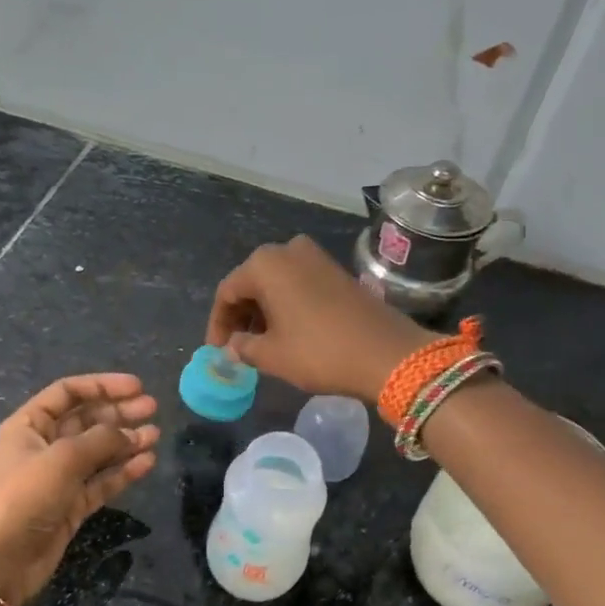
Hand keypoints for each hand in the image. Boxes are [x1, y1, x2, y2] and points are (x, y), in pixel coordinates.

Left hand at [0, 374, 159, 605]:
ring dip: (126, 441)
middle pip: (86, 420)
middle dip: (119, 413)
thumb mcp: (63, 459)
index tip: (137, 387)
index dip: (102, 386)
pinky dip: (123, 471)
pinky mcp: (71, 505)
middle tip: (153, 409)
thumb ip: (101, 439)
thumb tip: (131, 433)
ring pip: (98, 451)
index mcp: (29, 426)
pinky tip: (147, 462)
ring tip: (155, 436)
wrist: (2, 561)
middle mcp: (43, 446)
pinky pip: (102, 481)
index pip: (68, 393)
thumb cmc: (25, 497)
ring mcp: (58, 477)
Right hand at [207, 236, 436, 401]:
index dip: (218, 324)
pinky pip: (299, 284)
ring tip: (261, 344)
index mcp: (265, 264)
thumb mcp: (272, 355)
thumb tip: (232, 346)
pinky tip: (287, 332)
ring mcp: (316, 257)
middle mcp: (288, 250)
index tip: (217, 351)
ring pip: (276, 283)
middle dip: (241, 315)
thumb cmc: (319, 352)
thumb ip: (243, 347)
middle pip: (251, 283)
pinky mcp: (337, 271)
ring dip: (264, 311)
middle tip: (237, 347)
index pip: (227, 292)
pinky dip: (286, 305)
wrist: (387, 354)